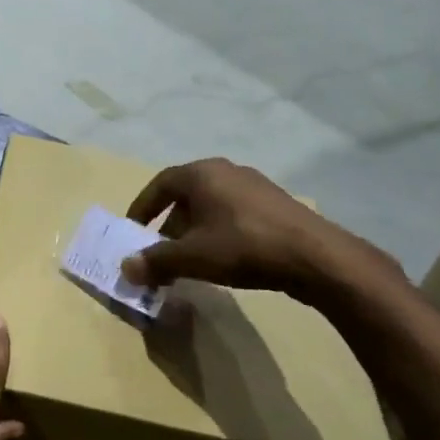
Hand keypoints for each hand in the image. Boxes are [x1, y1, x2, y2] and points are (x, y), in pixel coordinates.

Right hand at [120, 158, 403, 304]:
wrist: (314, 257)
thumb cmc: (243, 246)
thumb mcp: (192, 257)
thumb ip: (155, 261)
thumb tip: (125, 268)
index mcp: (202, 174)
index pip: (160, 184)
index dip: (143, 208)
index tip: (133, 231)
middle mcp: (226, 171)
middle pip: (186, 196)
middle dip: (169, 225)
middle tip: (161, 253)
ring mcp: (254, 186)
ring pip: (210, 206)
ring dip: (194, 231)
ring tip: (191, 260)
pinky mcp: (275, 204)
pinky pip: (233, 214)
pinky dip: (218, 232)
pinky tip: (223, 259)